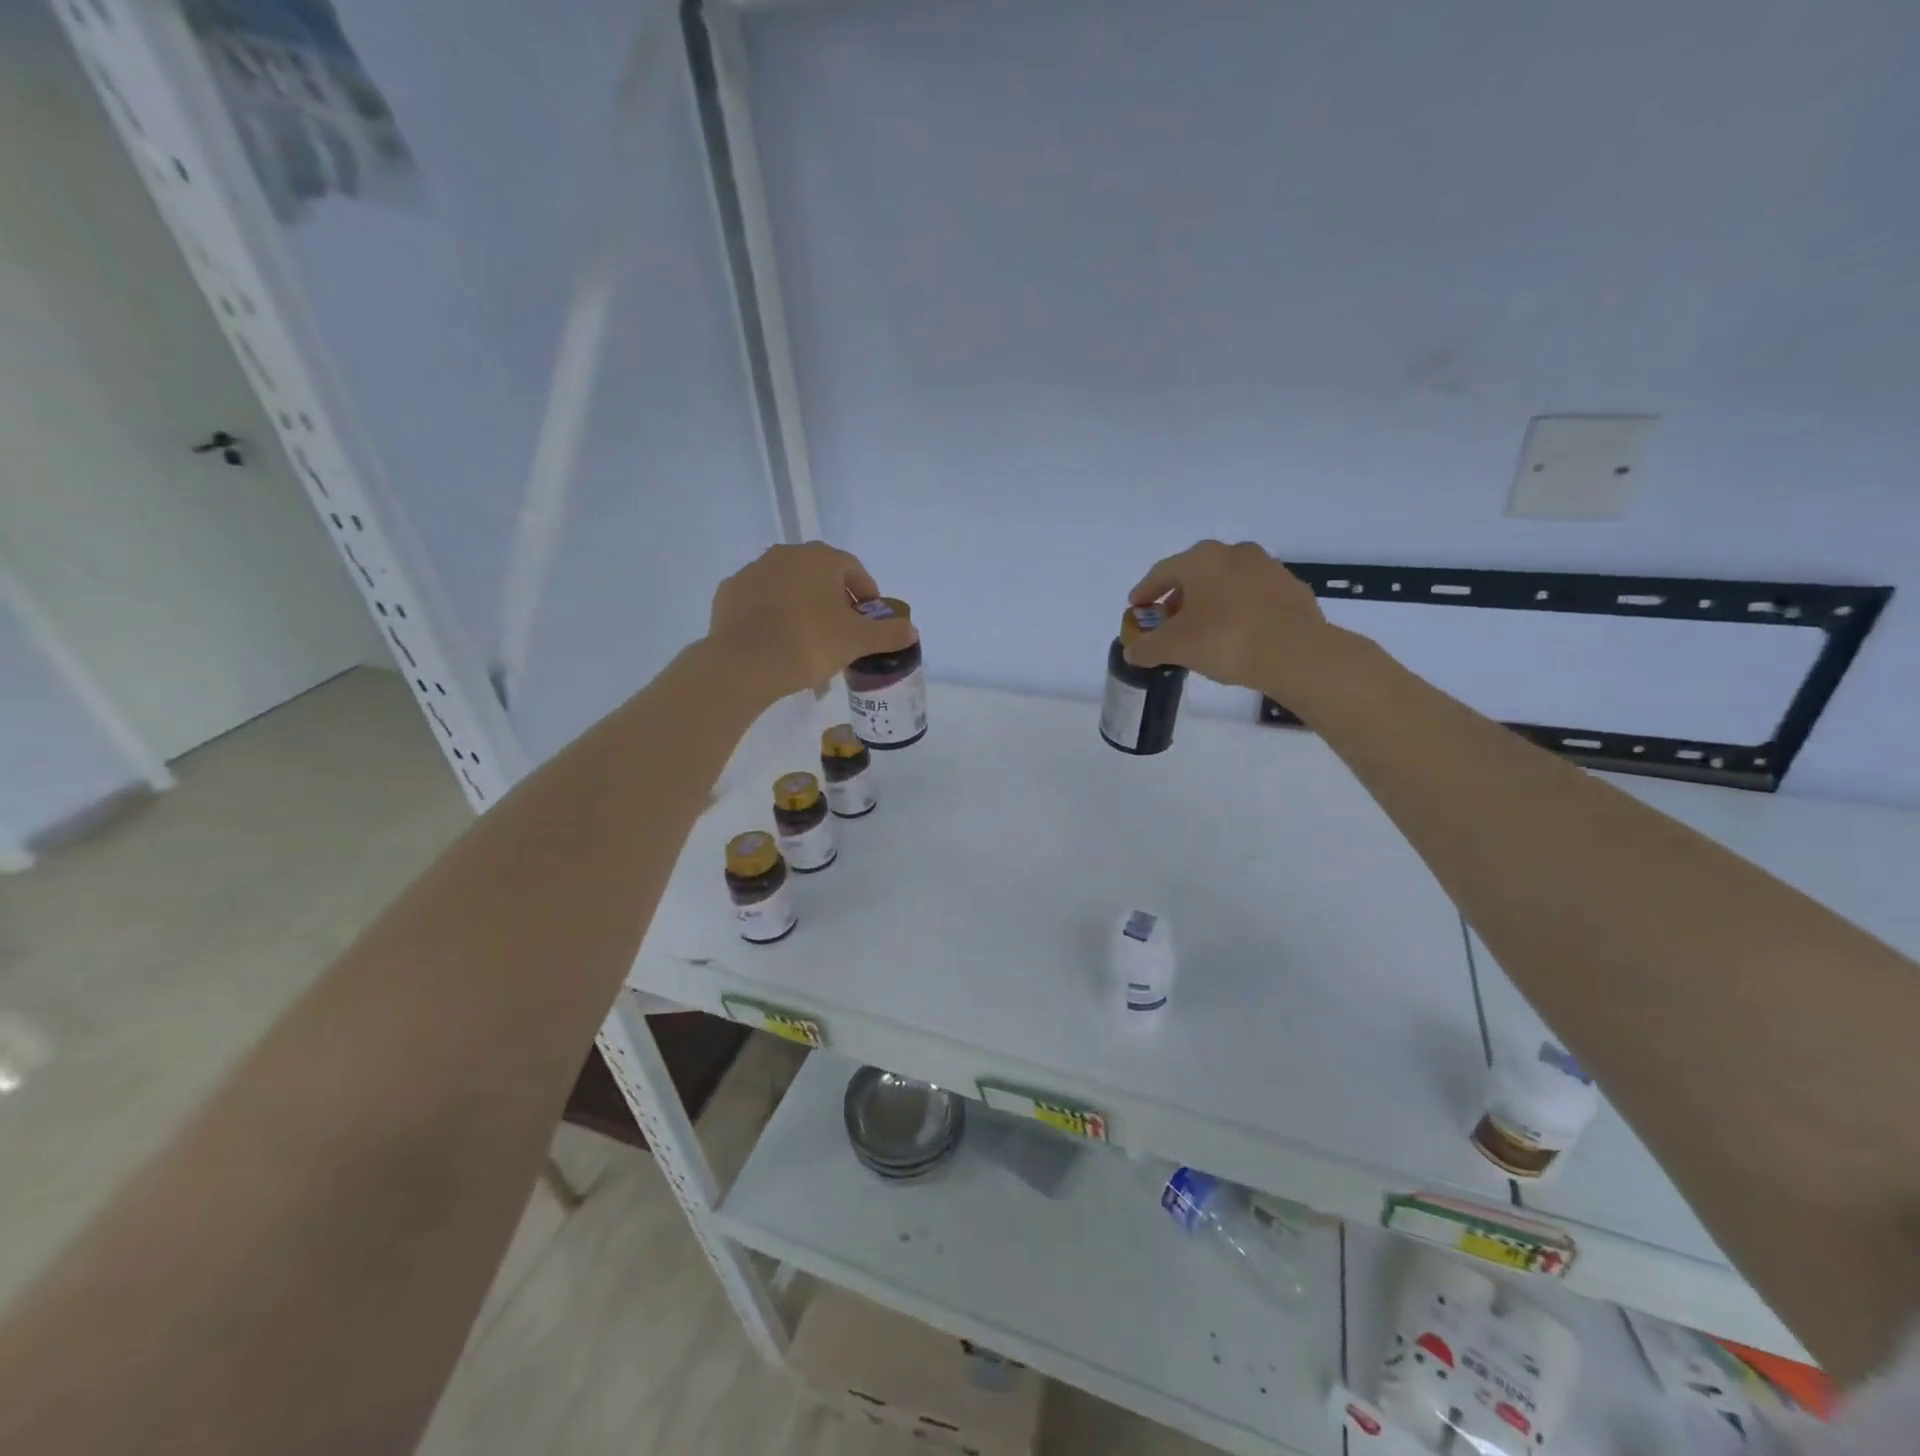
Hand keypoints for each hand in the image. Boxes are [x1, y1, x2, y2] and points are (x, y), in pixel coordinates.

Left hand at [707, 543, 917, 703]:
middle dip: (834, 605)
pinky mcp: (729, 593)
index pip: (854, 570)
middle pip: (820, 578)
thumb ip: (888, 633)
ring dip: (803, 612)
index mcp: (820, 558)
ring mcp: (753, 571)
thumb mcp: (857, 641)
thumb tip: (911, 629)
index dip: (867, 596)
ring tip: (809, 648)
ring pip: (789, 591)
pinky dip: (773, 618)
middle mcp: (785, 554)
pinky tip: (778, 646)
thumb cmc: (809, 643)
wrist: (743, 663)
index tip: (870, 622)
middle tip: (841, 636)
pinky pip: (761, 603)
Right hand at [1125, 540, 1334, 695]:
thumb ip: (1147, 647)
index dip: (1145, 592)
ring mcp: (1267, 568)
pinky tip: (1235, 634)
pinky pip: (1252, 597)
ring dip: (1209, 602)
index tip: (1137, 608)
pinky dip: (1237, 610)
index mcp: (1201, 559)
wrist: (1295, 653)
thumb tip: (1131, 651)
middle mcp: (1234, 553)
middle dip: (1178, 598)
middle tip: (1168, 622)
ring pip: (1226, 583)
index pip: (1162, 572)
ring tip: (1202, 630)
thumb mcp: (1174, 648)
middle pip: (1196, 574)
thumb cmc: (1225, 640)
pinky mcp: (1291, 589)